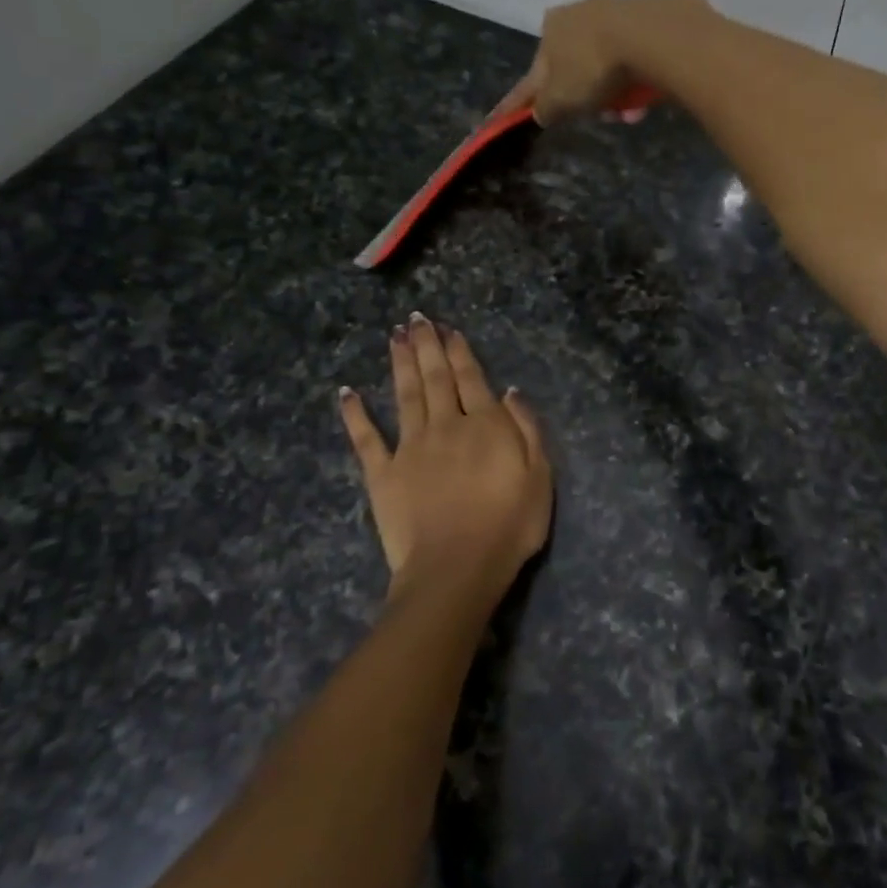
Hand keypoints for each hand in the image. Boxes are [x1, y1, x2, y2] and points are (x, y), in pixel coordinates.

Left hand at [339, 313, 552, 603]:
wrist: (457, 568)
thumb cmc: (508, 527)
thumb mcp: (540, 478)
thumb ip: (527, 430)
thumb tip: (510, 392)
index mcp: (484, 426)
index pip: (471, 379)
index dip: (459, 352)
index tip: (448, 329)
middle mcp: (445, 426)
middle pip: (435, 378)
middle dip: (427, 346)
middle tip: (416, 319)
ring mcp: (410, 448)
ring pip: (404, 395)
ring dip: (400, 364)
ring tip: (394, 337)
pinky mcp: (382, 474)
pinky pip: (366, 438)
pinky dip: (355, 414)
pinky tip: (347, 392)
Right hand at [487, 0, 705, 126]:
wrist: (649, 37)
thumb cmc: (591, 67)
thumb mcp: (559, 99)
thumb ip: (545, 108)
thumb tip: (541, 112)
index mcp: (550, 28)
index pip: (534, 73)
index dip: (523, 98)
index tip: (509, 113)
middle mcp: (579, 12)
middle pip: (577, 69)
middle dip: (587, 98)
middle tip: (599, 117)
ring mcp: (616, 12)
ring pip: (608, 67)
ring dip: (615, 96)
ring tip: (629, 113)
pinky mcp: (648, 19)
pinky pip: (635, 61)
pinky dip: (636, 83)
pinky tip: (645, 99)